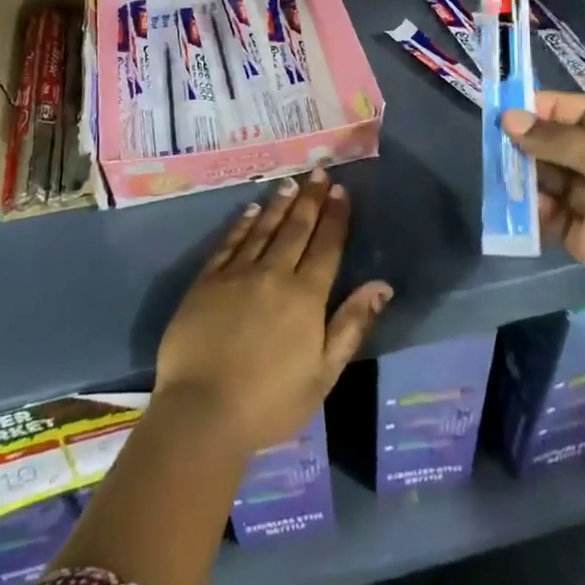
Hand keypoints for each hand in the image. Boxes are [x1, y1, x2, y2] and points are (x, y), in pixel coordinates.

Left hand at [155, 170, 391, 455]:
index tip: (340, 191)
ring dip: (280, 204)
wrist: (202, 412)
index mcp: (306, 297)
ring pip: (264, 229)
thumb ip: (351, 324)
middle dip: (310, 199)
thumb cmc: (270, 402)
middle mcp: (274, 274)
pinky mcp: (206, 281)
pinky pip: (229, 242)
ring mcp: (237, 274)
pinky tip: (251, 210)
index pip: (326, 246)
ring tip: (291, 182)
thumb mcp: (324, 374)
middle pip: (296, 229)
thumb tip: (382, 285)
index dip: (335, 217)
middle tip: (318, 172)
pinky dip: (243, 223)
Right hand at [502, 92, 584, 334]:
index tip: (513, 109)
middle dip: (533, 142)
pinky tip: (525, 209)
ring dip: (529, 176)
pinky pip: (554, 215)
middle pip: (565, 145)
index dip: (551, 107)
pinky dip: (537, 210)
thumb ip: (557, 139)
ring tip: (504, 174)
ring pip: (554, 180)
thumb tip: (510, 119)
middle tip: (498, 142)